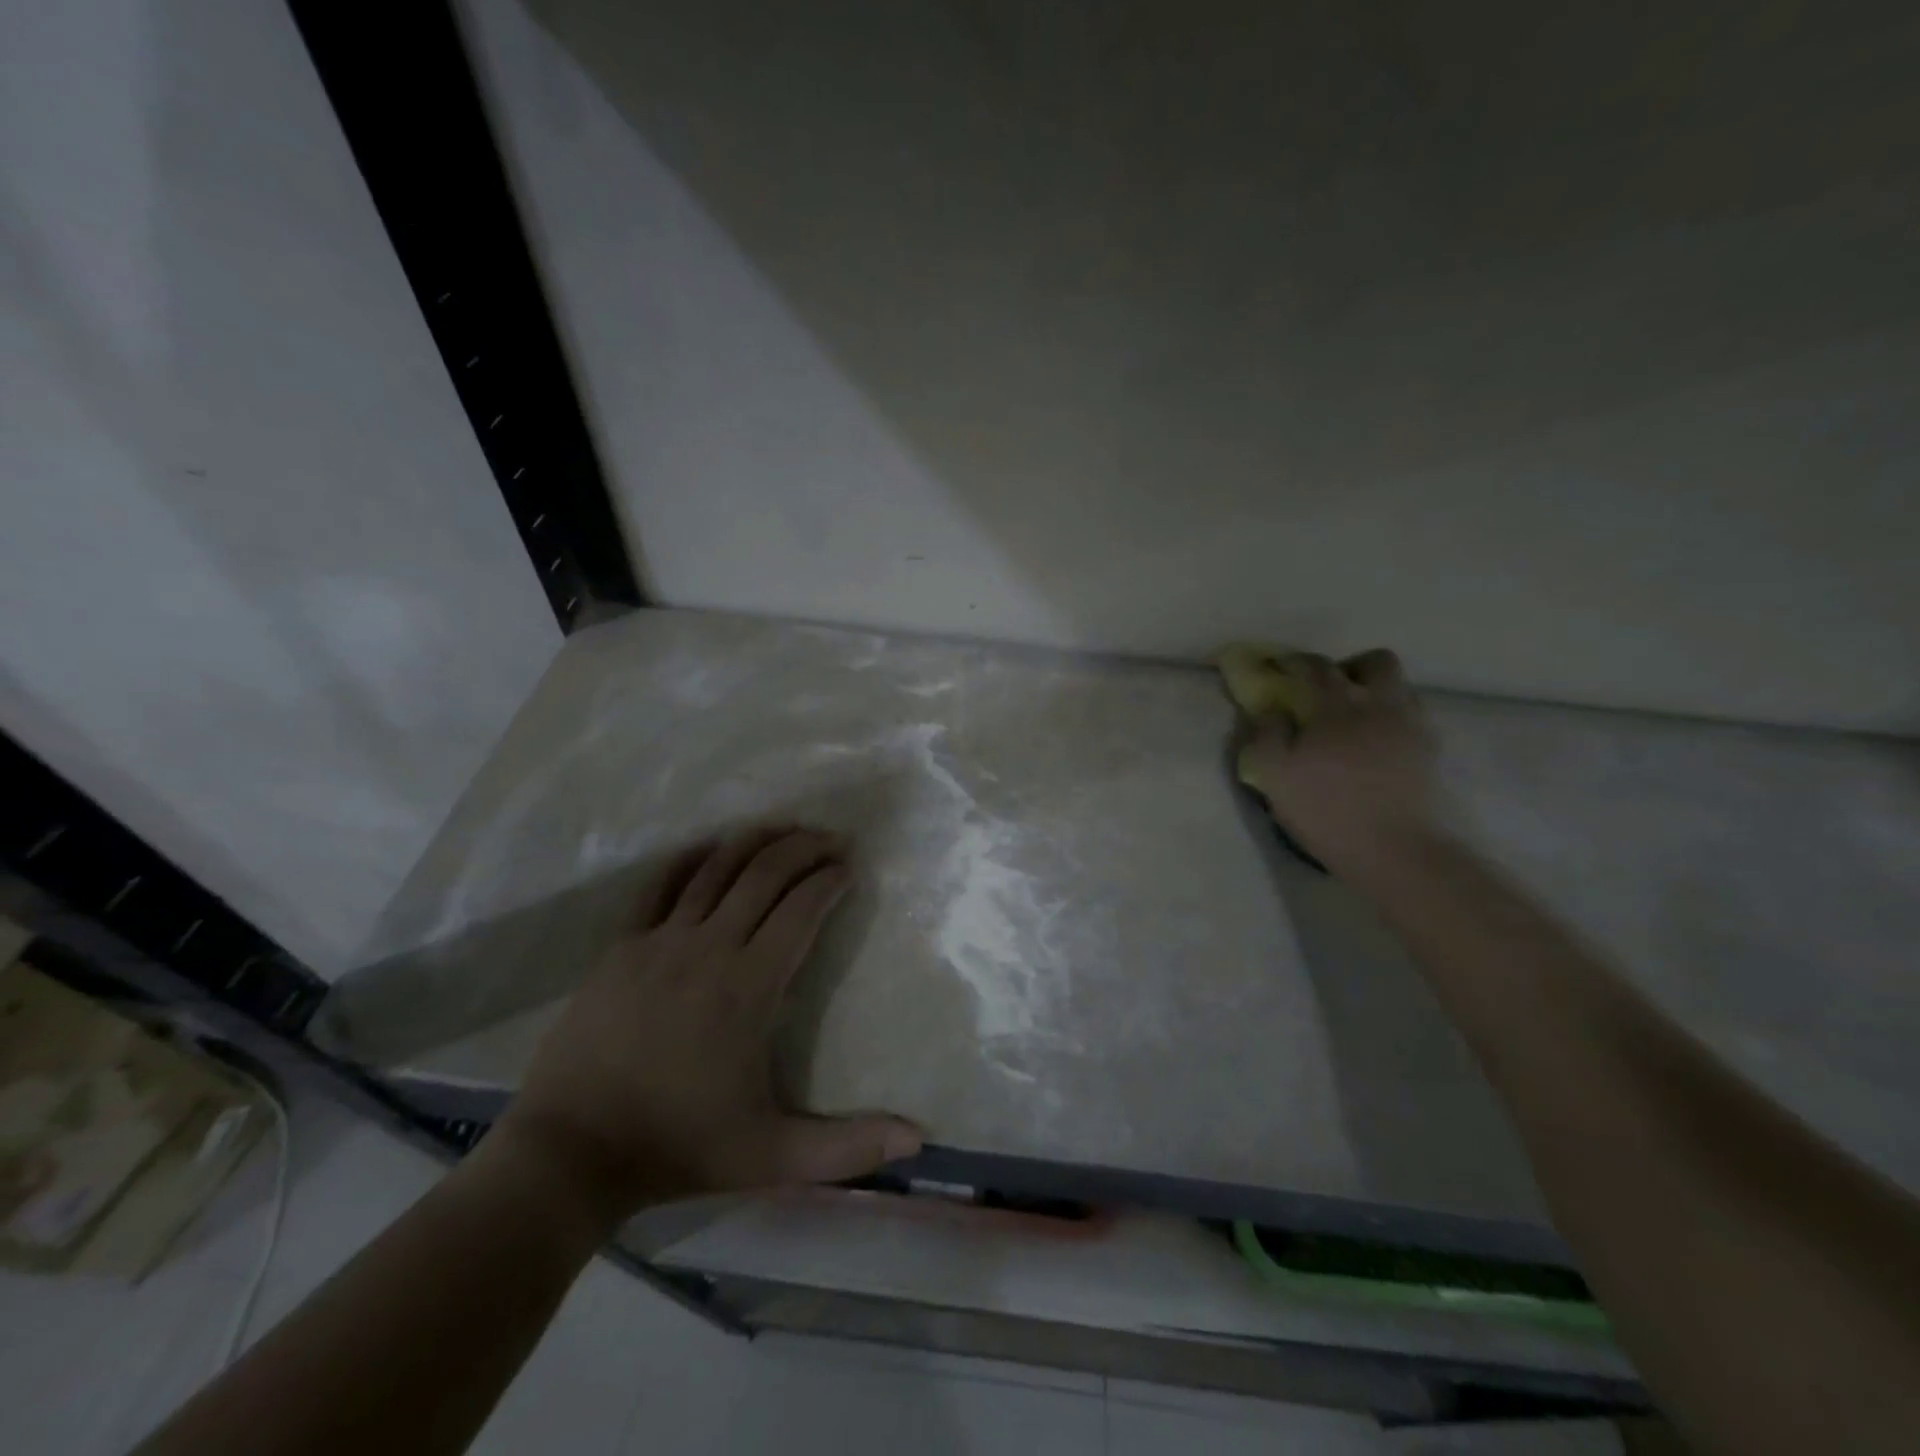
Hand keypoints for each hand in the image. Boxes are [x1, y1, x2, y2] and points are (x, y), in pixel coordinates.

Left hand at [491, 828, 922, 1228]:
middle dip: (803, 847)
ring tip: (785, 828)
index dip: (829, 881)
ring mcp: (661, 941)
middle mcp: (710, 947)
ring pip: (717, 867)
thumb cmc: (679, 1147)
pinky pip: (662, 884)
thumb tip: (919, 1139)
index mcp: (750, 987)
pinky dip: (693, 858)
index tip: (849, 869)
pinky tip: (712, 846)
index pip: (802, 910)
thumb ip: (849, 1148)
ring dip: (756, 841)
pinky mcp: (623, 945)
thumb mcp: (773, 1158)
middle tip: (830, 839)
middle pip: (765, 874)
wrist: (571, 1153)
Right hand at [1236, 649, 1440, 873]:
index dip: (1295, 662)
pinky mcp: (1431, 754)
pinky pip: (1414, 719)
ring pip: (1401, 688)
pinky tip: (1378, 745)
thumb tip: (1270, 710)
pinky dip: (1394, 720)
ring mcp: (1412, 728)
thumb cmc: (1327, 809)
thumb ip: (1265, 734)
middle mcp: (1381, 705)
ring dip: (1377, 692)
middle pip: (1377, 663)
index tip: (1279, 666)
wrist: (1396, 850)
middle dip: (1351, 667)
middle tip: (1330, 689)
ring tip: (1356, 718)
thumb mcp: (1275, 774)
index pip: (1317, 667)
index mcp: (1339, 706)